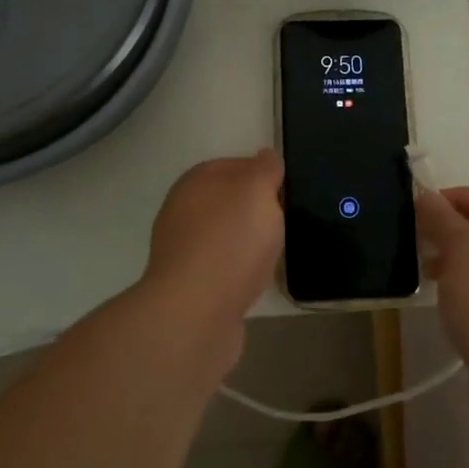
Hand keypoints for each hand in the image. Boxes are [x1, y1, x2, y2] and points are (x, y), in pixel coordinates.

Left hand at [143, 150, 283, 331]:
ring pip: (224, 236)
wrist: (196, 312)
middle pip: (227, 202)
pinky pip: (222, 268)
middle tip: (285, 220)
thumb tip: (266, 155)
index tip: (286, 189)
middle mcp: (182, 211)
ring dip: (247, 242)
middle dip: (255, 209)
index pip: (232, 165)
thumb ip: (265, 170)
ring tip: (276, 251)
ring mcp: (182, 251)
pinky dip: (240, 270)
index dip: (261, 173)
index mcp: (194, 182)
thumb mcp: (257, 190)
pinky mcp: (189, 286)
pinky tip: (257, 279)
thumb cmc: (230, 240)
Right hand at [415, 185, 468, 375]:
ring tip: (427, 278)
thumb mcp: (462, 249)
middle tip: (417, 245)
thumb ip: (442, 219)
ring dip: (454, 264)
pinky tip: (447, 310)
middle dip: (449, 232)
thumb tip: (427, 195)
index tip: (418, 212)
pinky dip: (465, 295)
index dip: (451, 197)